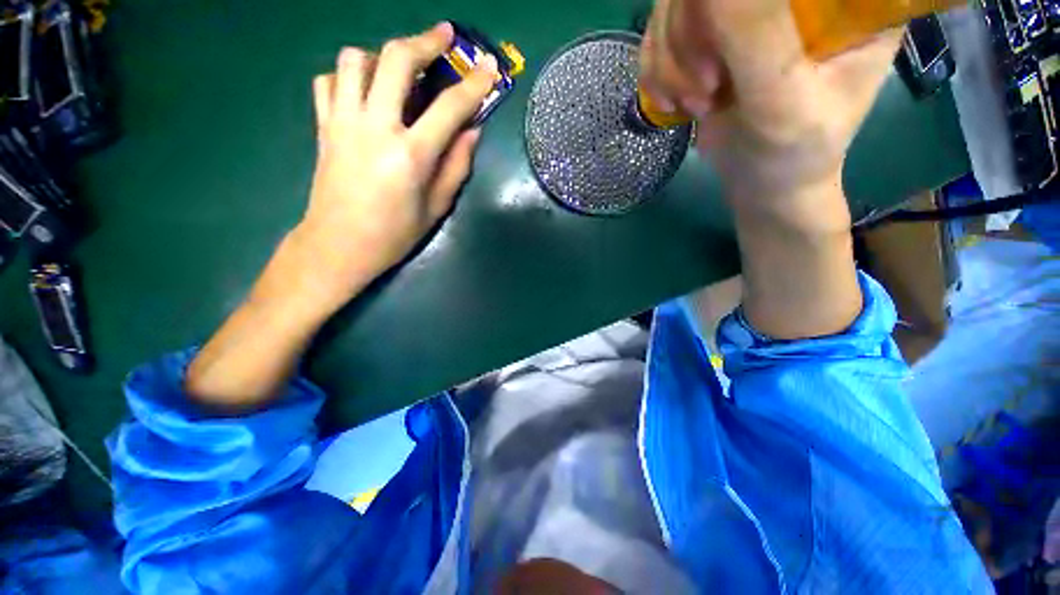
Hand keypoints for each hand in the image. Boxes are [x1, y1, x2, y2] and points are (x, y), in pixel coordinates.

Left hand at [185, 25, 495, 405]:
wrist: (339, 246)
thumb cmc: (394, 234)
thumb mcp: (436, 208)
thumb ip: (456, 166)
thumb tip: (471, 131)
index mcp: (410, 155)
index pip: (449, 107)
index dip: (474, 84)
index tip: (490, 67)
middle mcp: (375, 127)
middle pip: (396, 59)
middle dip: (425, 40)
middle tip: (444, 36)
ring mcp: (342, 122)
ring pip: (355, 60)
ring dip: (382, 55)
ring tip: (399, 69)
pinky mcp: (323, 126)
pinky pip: (329, 81)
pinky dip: (349, 76)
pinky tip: (364, 91)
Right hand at [640, 0, 899, 228]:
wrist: (764, 182)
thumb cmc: (792, 151)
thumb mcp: (782, 101)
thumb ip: (755, 36)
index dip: (726, 7)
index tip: (721, 53)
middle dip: (688, 35)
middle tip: (705, 89)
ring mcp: (745, 8)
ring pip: (674, 2)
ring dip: (669, 62)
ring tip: (694, 104)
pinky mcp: (709, 35)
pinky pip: (659, 32)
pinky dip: (655, 72)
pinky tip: (673, 101)